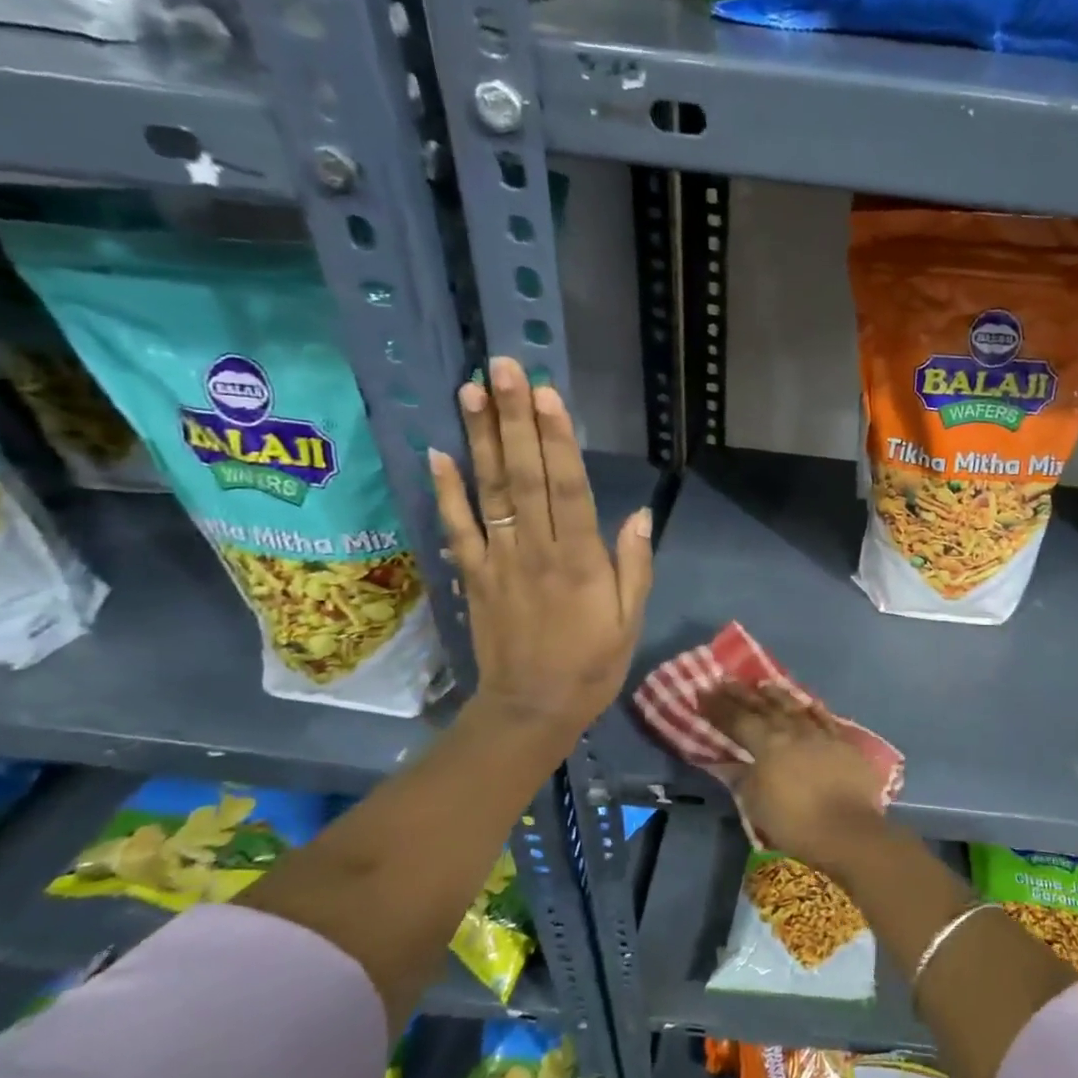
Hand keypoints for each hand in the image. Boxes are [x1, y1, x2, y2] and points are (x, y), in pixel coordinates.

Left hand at [430, 357, 652, 752]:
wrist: (532, 709)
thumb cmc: (593, 664)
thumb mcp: (631, 620)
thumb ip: (633, 565)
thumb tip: (638, 513)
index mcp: (580, 560)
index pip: (568, 488)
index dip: (556, 439)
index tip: (545, 393)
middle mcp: (536, 551)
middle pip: (523, 476)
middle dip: (514, 420)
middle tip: (500, 369)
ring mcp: (499, 561)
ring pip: (490, 492)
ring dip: (480, 440)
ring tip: (470, 392)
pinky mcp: (474, 576)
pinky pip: (458, 528)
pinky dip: (446, 491)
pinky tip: (439, 453)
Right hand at [702, 681, 887, 875]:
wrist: (848, 831)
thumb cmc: (795, 823)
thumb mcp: (756, 804)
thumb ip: (742, 777)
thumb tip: (729, 762)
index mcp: (767, 744)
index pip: (737, 720)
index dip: (718, 707)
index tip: (703, 692)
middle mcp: (793, 731)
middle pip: (764, 707)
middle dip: (742, 694)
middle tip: (725, 680)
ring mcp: (821, 734)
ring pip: (794, 706)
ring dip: (777, 694)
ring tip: (763, 684)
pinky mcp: (844, 743)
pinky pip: (824, 718)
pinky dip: (812, 709)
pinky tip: (808, 703)